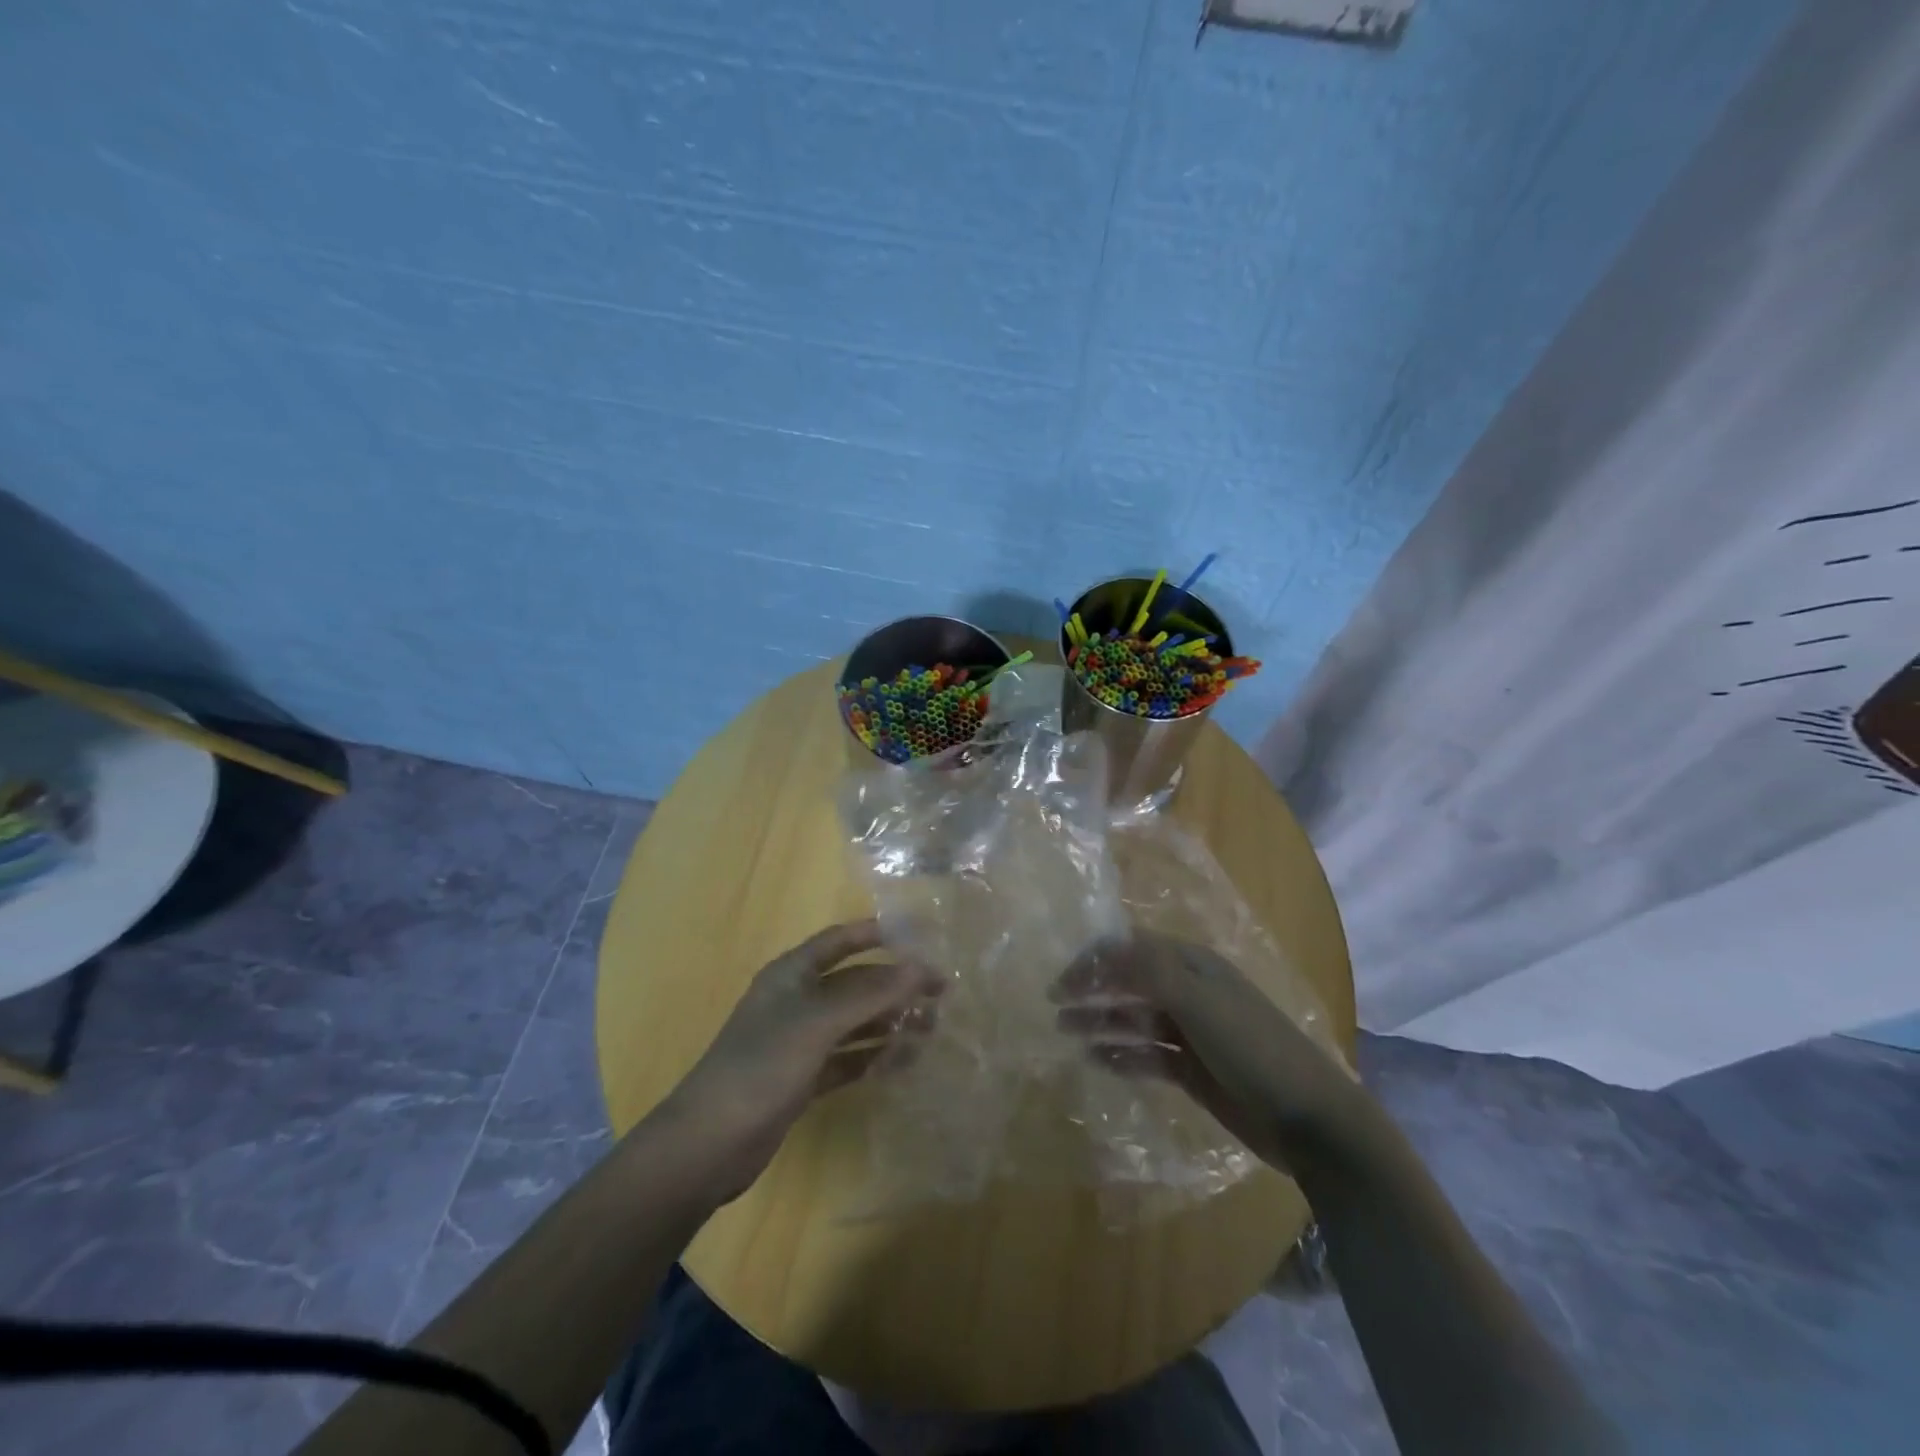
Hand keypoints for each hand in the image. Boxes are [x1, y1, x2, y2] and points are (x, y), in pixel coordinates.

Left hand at [655, 919, 939, 1200]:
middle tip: (941, 994)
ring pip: (854, 1022)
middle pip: (854, 983)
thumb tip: (922, 966)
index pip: (840, 941)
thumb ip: (871, 994)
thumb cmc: (762, 1067)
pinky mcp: (803, 1079)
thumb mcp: (818, 1023)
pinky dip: (873, 1057)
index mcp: (791, 974)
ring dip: (890, 1022)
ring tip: (932, 1029)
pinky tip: (903, 1062)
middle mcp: (797, 1001)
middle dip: (894, 985)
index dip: (877, 934)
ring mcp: (799, 1042)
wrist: (708, 1144)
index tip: (920, 938)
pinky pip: (848, 1058)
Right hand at [1052, 932, 1360, 1170]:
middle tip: (1054, 1004)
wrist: (1309, 1120)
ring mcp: (1192, 1033)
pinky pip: (1147, 1055)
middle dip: (1093, 988)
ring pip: (1135, 1019)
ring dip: (1101, 1020)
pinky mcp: (1193, 1070)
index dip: (1097, 959)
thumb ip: (1149, 970)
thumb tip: (1104, 949)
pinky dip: (1122, 1055)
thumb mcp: (1199, 1000)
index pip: (1133, 949)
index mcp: (1194, 966)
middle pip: (1130, 981)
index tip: (1062, 979)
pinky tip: (1095, 1060)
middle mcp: (1190, 992)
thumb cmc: (1252, 1049)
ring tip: (1064, 1030)